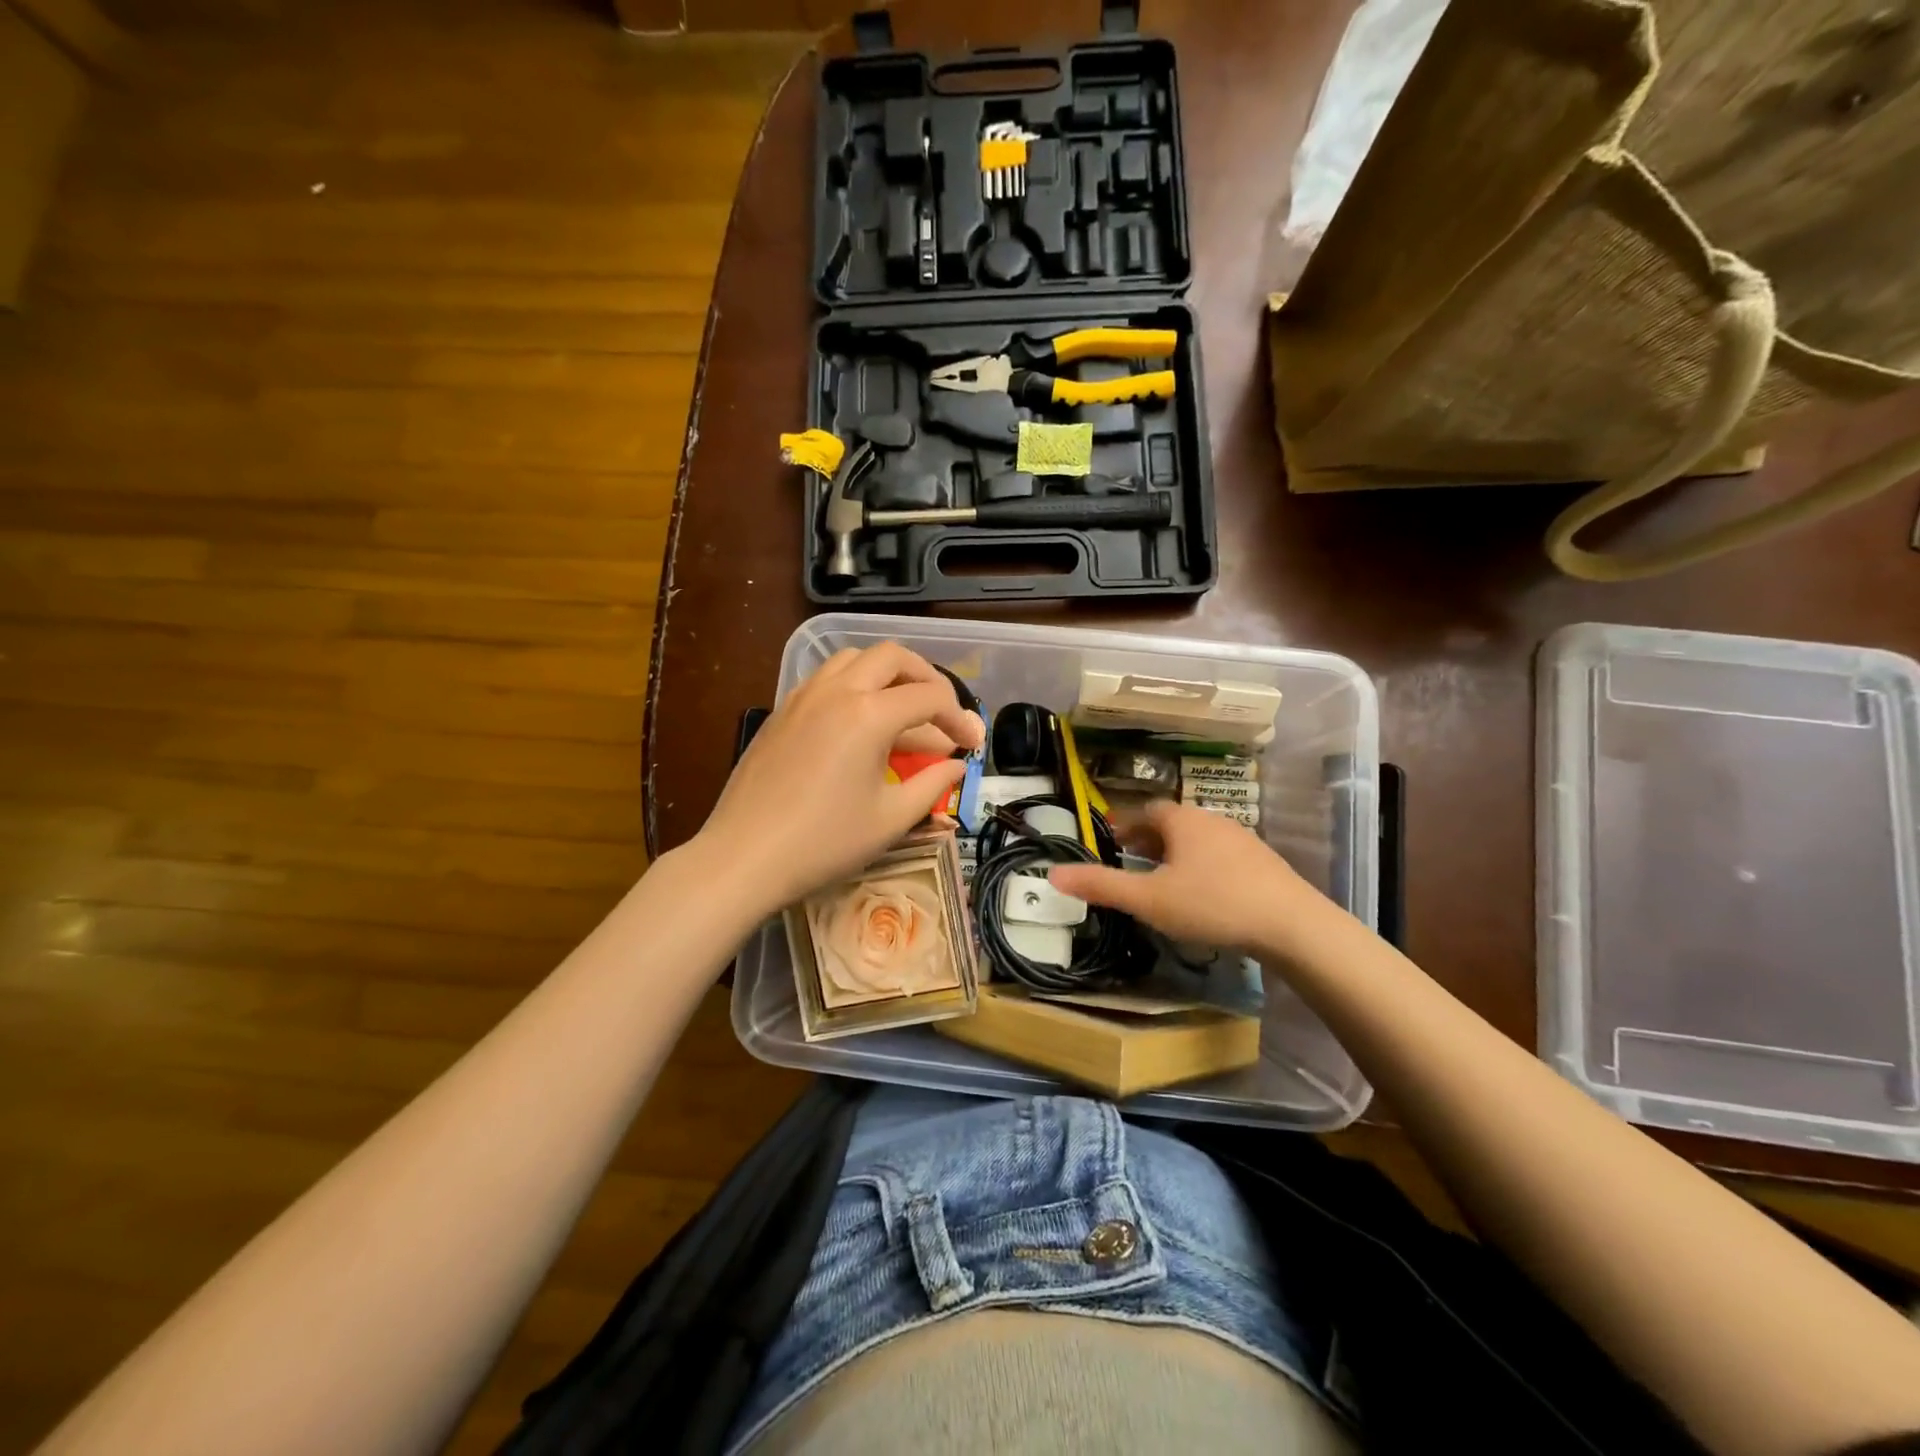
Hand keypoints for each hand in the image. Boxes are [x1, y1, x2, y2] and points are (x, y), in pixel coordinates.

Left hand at [694, 643, 984, 916]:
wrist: (743, 856)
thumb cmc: (824, 843)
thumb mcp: (890, 819)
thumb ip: (932, 785)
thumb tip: (956, 767)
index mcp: (869, 714)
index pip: (930, 698)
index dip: (959, 719)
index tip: (972, 745)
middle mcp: (837, 691)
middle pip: (893, 657)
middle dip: (927, 678)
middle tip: (942, 712)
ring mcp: (804, 696)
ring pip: (854, 659)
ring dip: (887, 674)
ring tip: (903, 708)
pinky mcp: (782, 710)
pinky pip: (826, 678)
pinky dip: (854, 685)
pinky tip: (859, 722)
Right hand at [1048, 800, 1335, 956]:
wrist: (1292, 924)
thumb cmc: (1212, 903)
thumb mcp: (1148, 899)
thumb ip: (1102, 885)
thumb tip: (1053, 874)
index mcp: (1182, 820)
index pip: (1146, 811)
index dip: (1125, 824)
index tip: (1110, 841)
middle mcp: (1212, 820)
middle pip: (1172, 823)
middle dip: (1149, 840)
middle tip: (1131, 862)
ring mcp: (1243, 840)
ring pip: (1198, 840)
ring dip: (1177, 854)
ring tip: (1164, 881)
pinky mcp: (1264, 863)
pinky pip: (1222, 857)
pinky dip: (1204, 868)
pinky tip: (1204, 896)